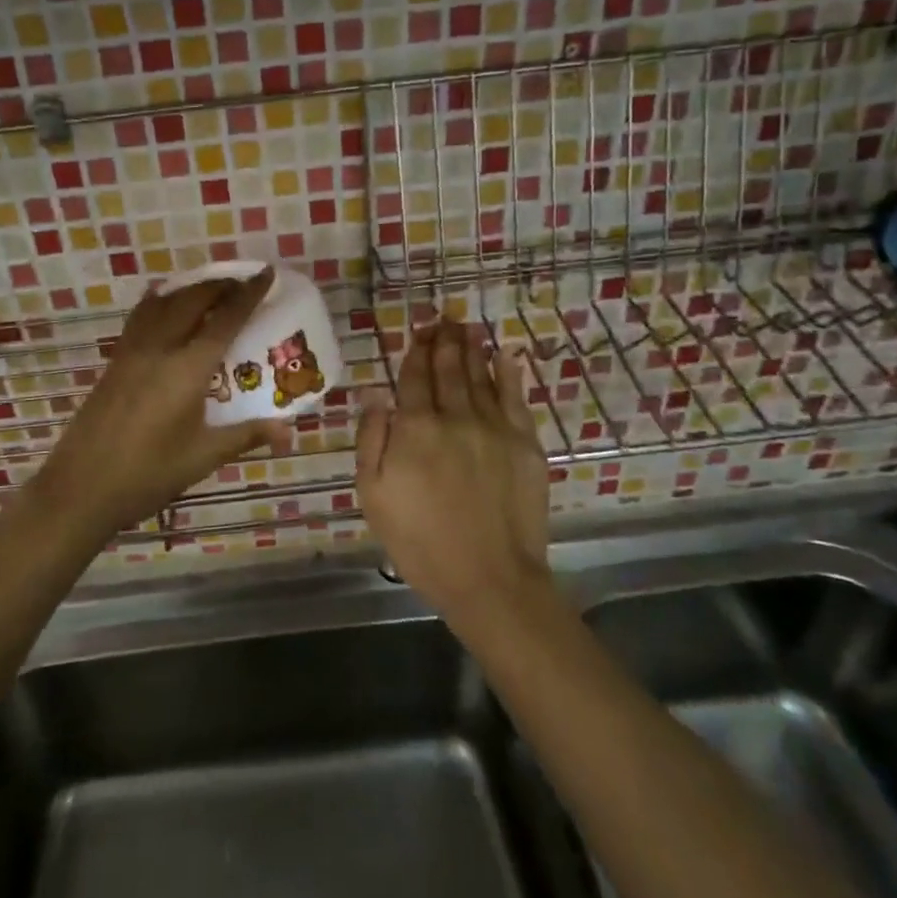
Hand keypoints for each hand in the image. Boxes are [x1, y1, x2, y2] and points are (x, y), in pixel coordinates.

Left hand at [29, 268, 289, 538]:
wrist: (81, 487)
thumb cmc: (148, 474)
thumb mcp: (203, 456)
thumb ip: (246, 435)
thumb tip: (289, 431)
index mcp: (187, 368)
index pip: (225, 319)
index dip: (248, 294)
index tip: (267, 273)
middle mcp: (159, 348)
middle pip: (193, 299)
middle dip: (220, 284)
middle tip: (243, 283)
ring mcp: (132, 351)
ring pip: (164, 302)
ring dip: (190, 288)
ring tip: (210, 290)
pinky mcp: (115, 360)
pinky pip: (142, 316)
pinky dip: (161, 301)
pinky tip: (165, 307)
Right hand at [356, 318, 552, 629]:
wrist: (489, 578)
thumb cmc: (420, 541)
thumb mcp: (373, 495)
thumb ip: (371, 440)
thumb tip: (375, 394)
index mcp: (415, 428)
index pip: (413, 378)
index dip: (415, 352)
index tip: (417, 332)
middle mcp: (455, 417)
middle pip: (448, 369)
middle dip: (443, 341)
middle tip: (443, 319)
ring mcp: (494, 428)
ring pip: (481, 376)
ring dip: (472, 348)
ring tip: (467, 327)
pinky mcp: (525, 444)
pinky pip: (515, 397)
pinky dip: (509, 372)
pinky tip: (505, 355)